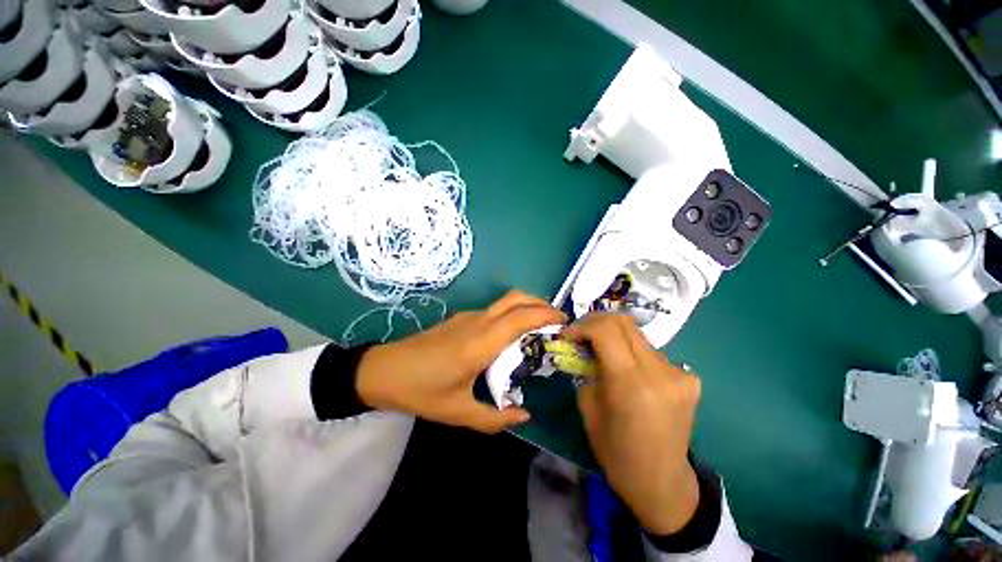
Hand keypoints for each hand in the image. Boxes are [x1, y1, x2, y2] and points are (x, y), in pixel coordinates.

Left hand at [356, 290, 565, 432]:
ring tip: (540, 328)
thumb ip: (495, 418)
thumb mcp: (458, 412)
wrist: (383, 370)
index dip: (546, 314)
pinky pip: (494, 310)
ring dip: (526, 307)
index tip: (564, 322)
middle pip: (516, 298)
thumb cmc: (421, 391)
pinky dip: (511, 314)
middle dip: (540, 303)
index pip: (521, 317)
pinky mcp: (461, 318)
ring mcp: (468, 317)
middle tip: (556, 321)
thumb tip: (524, 415)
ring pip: (505, 301)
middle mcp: (478, 322)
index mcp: (481, 342)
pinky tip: (511, 335)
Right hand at [562, 314, 701, 535]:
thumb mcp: (588, 408)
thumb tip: (582, 348)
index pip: (605, 330)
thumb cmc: (616, 451)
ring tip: (606, 358)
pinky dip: (635, 356)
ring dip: (616, 340)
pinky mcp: (691, 379)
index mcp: (629, 382)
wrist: (660, 482)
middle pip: (624, 323)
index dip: (582, 326)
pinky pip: (654, 354)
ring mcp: (679, 374)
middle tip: (583, 335)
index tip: (569, 336)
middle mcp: (659, 371)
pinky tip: (633, 375)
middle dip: (597, 323)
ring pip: (639, 337)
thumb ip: (586, 370)